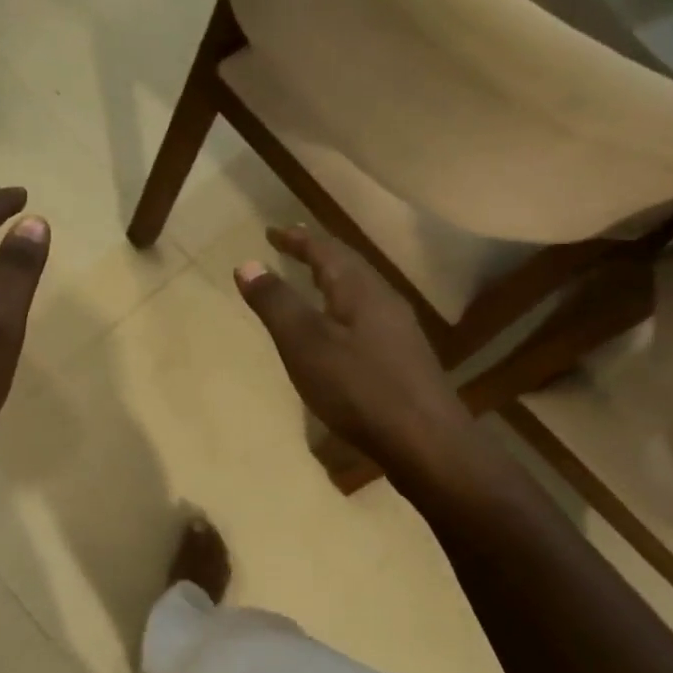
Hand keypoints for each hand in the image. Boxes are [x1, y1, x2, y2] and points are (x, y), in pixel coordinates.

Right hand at [235, 225, 473, 477]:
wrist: (426, 441)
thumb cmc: (358, 388)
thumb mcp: (305, 344)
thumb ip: (276, 303)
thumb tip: (247, 264)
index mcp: (360, 288)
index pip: (325, 249)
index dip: (296, 239)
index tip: (271, 232)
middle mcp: (384, 300)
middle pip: (348, 265)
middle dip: (317, 254)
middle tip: (291, 248)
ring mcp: (399, 330)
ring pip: (360, 292)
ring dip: (332, 282)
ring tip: (311, 285)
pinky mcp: (404, 359)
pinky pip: (367, 318)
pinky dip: (343, 311)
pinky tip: (339, 334)